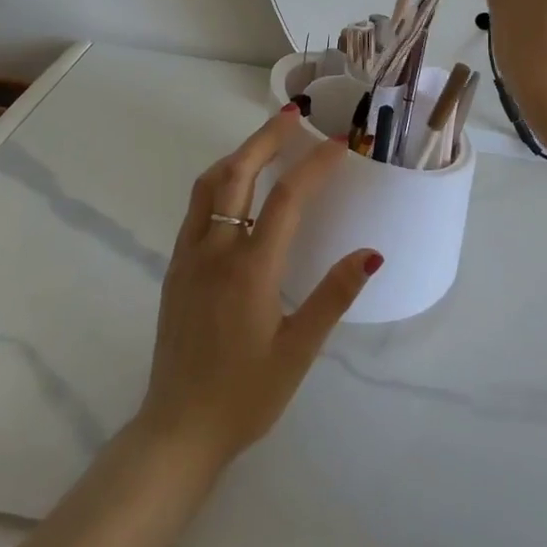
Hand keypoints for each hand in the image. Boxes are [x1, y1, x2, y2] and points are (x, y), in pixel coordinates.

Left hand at [136, 109, 381, 469]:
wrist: (178, 430)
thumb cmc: (245, 396)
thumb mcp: (298, 352)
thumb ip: (333, 297)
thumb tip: (370, 253)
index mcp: (250, 269)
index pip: (286, 198)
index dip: (314, 165)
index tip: (337, 143)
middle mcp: (216, 250)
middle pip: (238, 173)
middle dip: (266, 138)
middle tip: (293, 116)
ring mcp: (189, 255)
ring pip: (209, 184)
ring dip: (238, 154)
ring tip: (265, 142)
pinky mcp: (176, 267)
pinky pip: (197, 207)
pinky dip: (219, 180)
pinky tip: (236, 189)